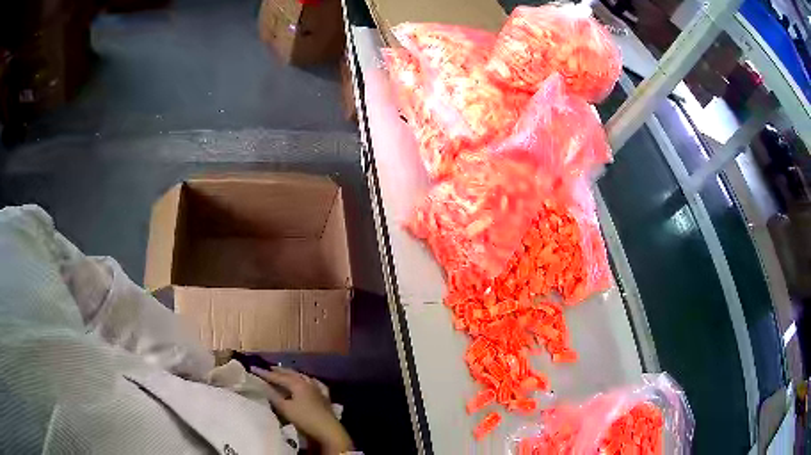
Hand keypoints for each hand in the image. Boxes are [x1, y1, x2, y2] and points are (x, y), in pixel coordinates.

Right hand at [251, 366, 353, 454]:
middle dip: (279, 371)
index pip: (277, 376)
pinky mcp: (325, 397)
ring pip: (302, 377)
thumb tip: (263, 385)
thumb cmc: (305, 419)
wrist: (328, 431)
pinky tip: (308, 381)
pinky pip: (315, 383)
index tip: (253, 368)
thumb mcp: (285, 408)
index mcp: (297, 383)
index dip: (264, 373)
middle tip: (268, 368)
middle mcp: (308, 382)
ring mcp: (318, 389)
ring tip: (284, 373)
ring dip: (292, 374)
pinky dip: (308, 380)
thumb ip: (273, 395)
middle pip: (291, 374)